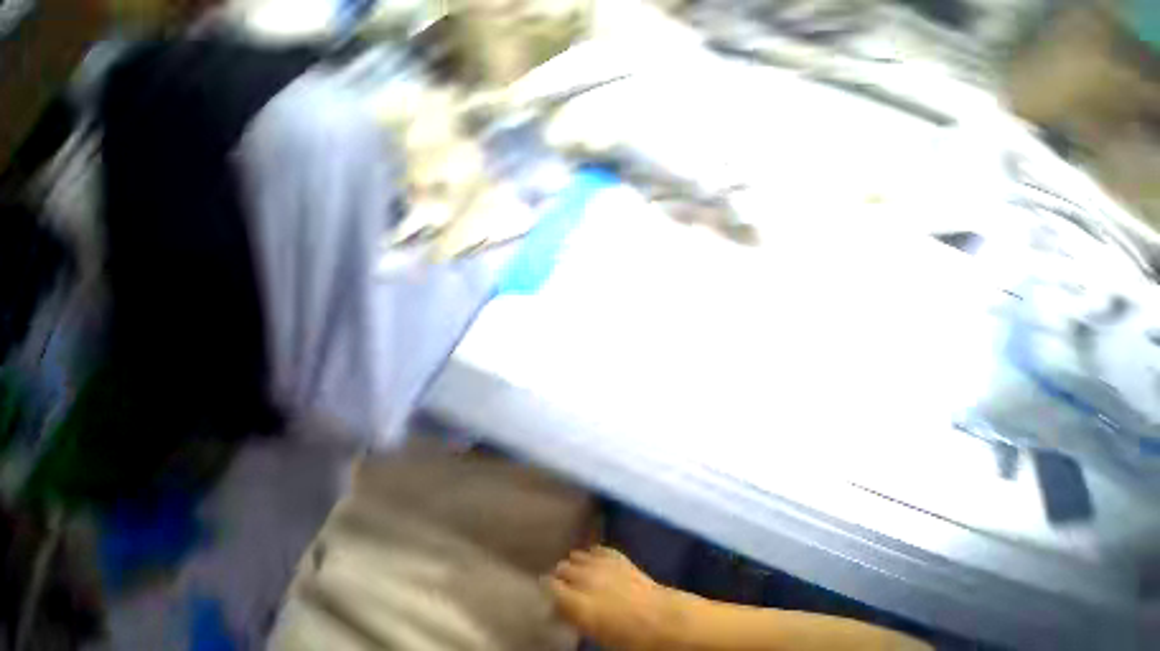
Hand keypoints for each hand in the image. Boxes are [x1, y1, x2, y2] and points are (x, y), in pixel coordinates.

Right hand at [548, 546, 678, 650]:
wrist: (660, 618)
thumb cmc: (628, 638)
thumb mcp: (595, 632)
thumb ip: (574, 615)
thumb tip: (560, 607)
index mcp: (580, 603)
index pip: (552, 586)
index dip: (547, 588)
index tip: (545, 591)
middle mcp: (587, 578)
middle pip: (563, 568)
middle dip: (560, 575)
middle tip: (561, 586)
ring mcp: (602, 563)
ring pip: (577, 555)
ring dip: (574, 563)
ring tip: (575, 572)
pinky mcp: (615, 554)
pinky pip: (596, 549)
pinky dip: (591, 555)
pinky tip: (592, 560)